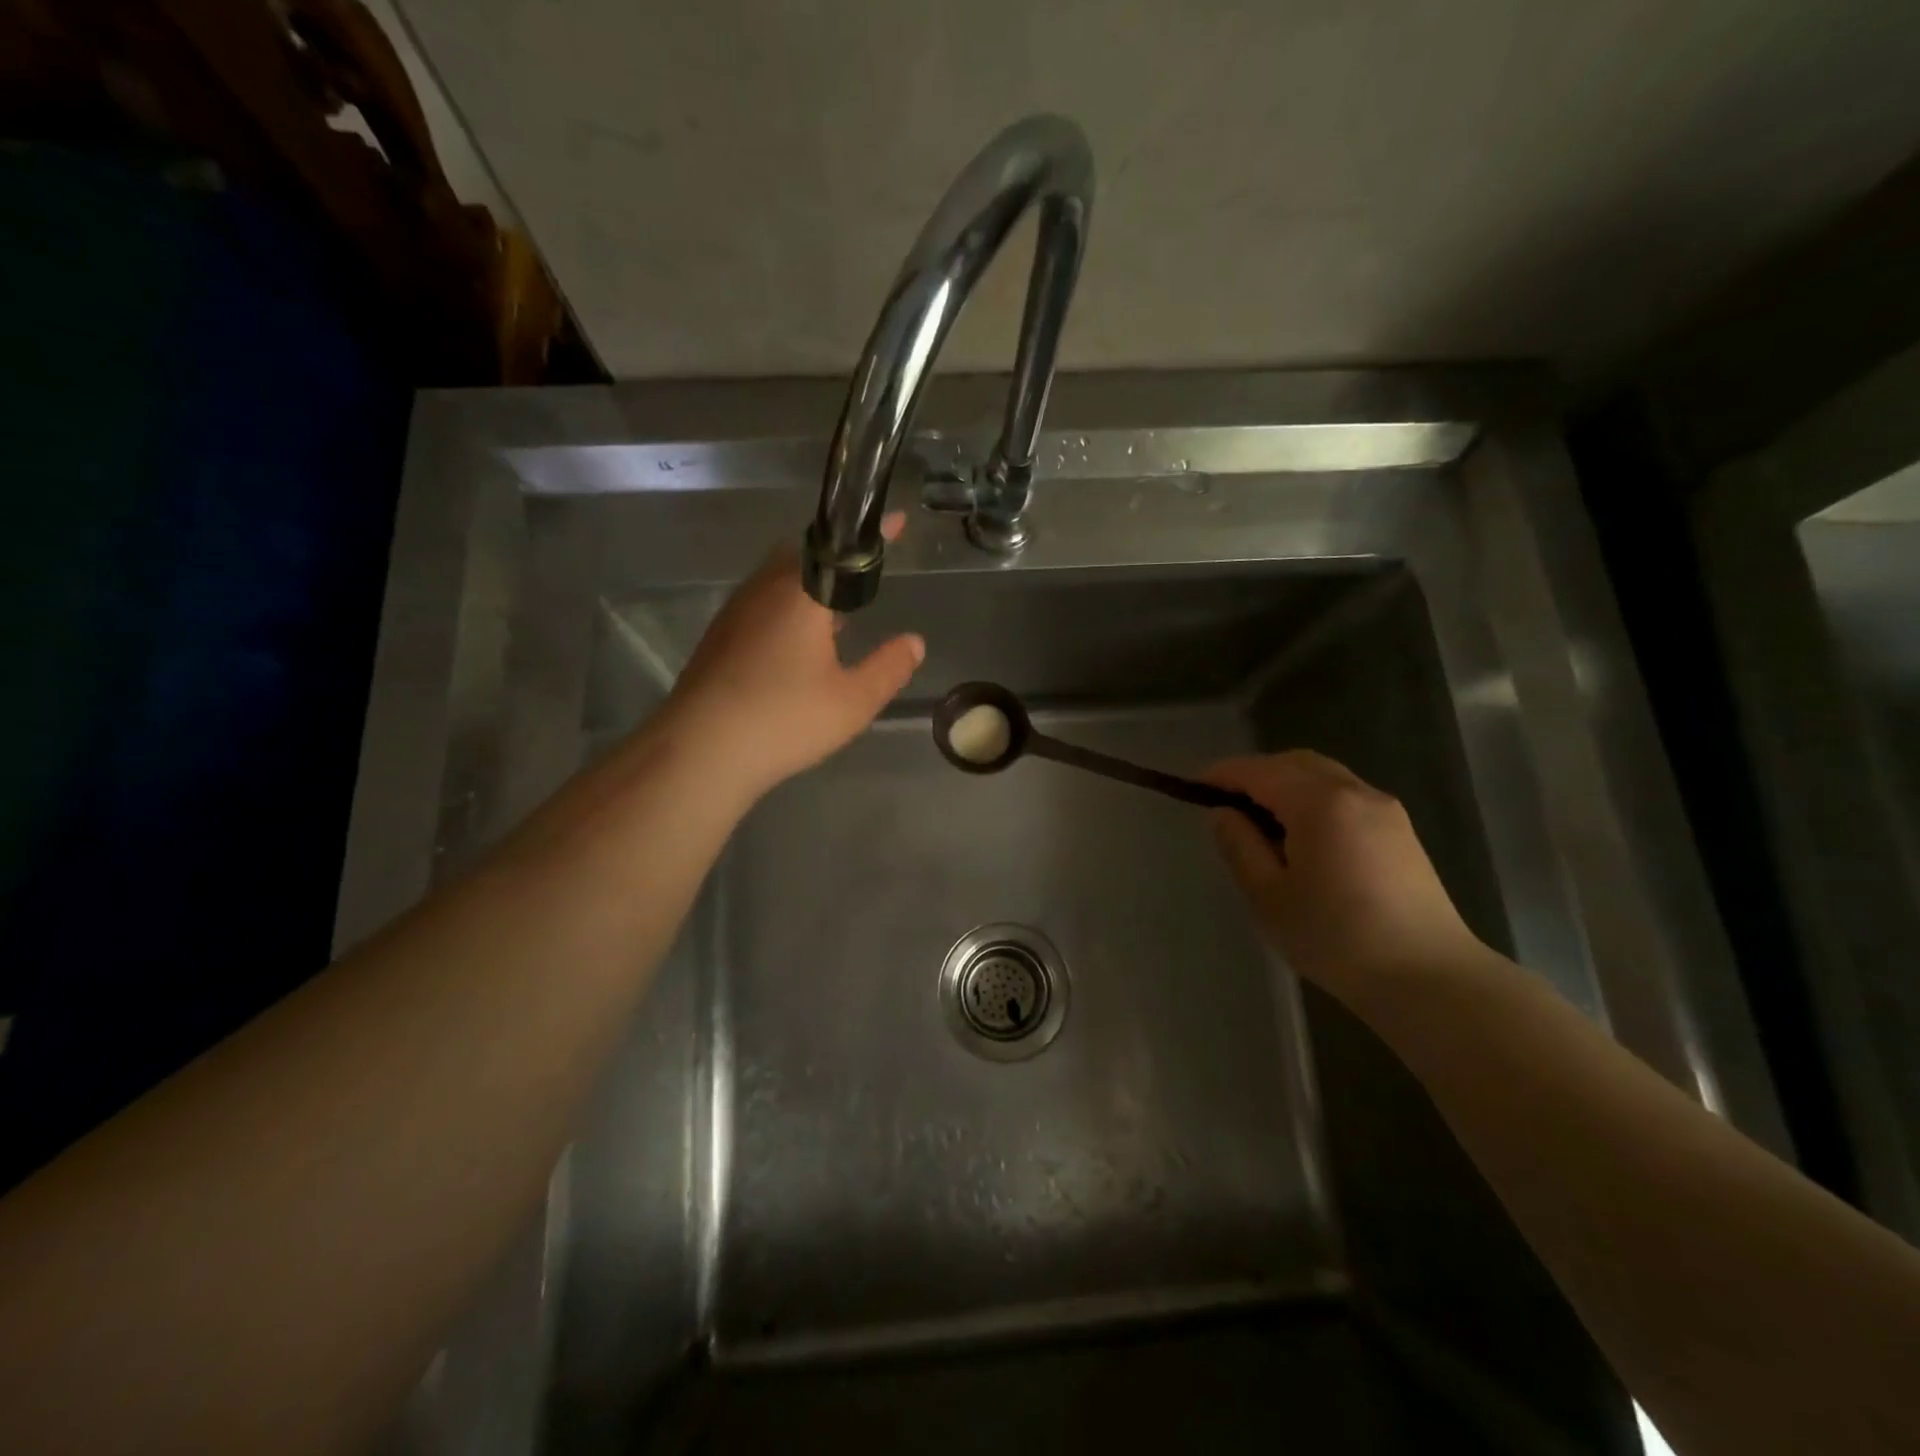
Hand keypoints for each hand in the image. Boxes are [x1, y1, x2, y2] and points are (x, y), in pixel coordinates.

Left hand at [663, 514, 924, 801]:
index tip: (898, 522)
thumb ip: (888, 668)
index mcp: (800, 593)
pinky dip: (787, 610)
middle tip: (863, 581)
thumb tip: (915, 642)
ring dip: (809, 588)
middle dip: (836, 561)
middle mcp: (763, 590)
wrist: (700, 752)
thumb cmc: (784, 720)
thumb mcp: (853, 701)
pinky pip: (761, 606)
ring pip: (778, 582)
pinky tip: (797, 646)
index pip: (842, 546)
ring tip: (836, 615)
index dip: (873, 534)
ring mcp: (735, 613)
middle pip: (804, 556)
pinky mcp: (718, 638)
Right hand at [1204, 752, 1484, 1002]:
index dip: (1224, 774)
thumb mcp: (1268, 896)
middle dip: (1256, 773)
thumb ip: (1240, 846)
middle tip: (1226, 801)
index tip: (1195, 786)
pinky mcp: (1401, 832)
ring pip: (1324, 776)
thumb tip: (1223, 813)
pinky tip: (1302, 836)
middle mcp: (1356, 793)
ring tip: (1261, 820)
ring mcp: (1385, 810)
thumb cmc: (1336, 938)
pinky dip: (1313, 799)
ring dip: (1287, 784)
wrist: (1428, 978)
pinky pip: (1345, 796)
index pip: (1260, 771)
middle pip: (1296, 763)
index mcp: (1320, 803)